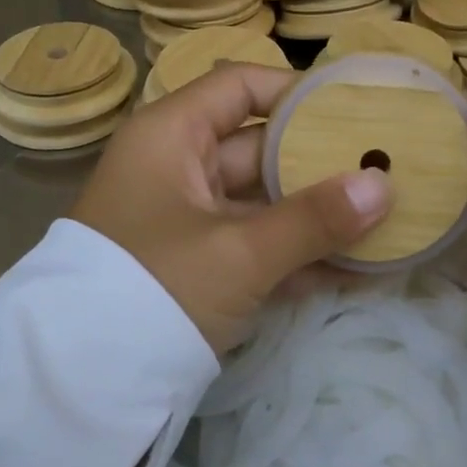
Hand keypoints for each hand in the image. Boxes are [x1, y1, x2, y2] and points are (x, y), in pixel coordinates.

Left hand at [73, 64, 390, 353]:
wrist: (82, 380)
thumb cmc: (156, 286)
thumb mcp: (238, 253)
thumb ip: (313, 219)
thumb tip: (383, 187)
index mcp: (172, 136)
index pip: (239, 86)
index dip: (295, 92)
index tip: (354, 110)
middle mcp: (178, 167)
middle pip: (259, 147)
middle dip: (321, 163)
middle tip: (385, 169)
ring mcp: (186, 218)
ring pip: (262, 202)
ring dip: (316, 216)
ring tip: (384, 219)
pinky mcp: (195, 264)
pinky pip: (253, 245)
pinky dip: (295, 255)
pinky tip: (354, 269)